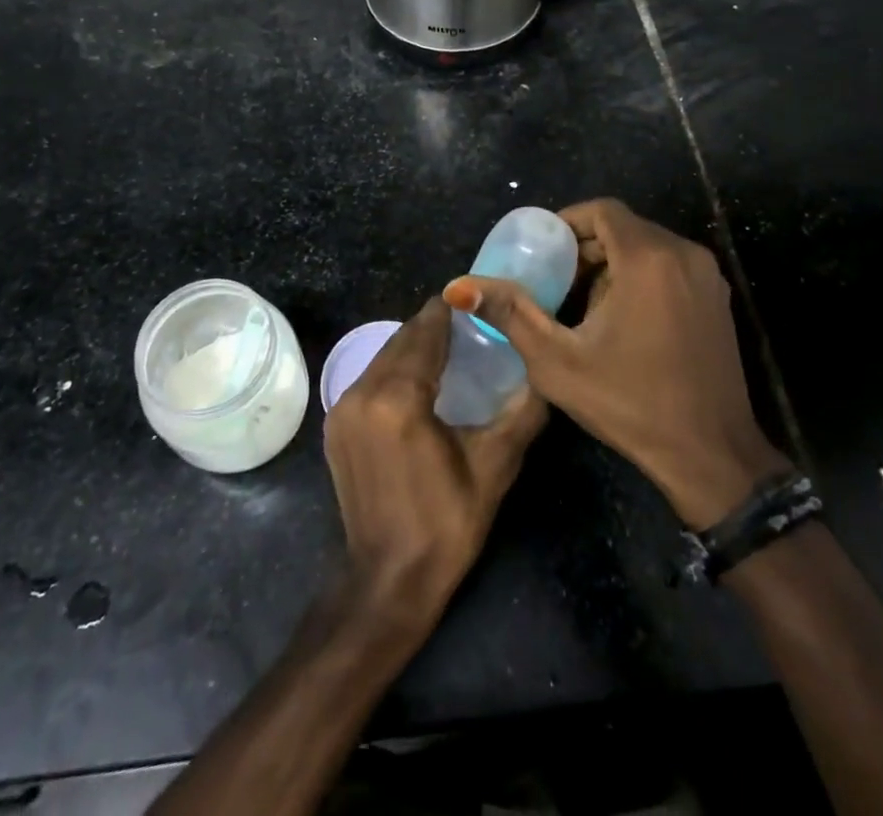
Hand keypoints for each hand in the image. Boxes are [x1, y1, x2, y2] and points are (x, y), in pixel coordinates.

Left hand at [324, 297, 546, 627]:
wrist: (387, 582)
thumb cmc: (446, 524)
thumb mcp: (494, 466)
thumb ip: (522, 411)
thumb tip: (547, 374)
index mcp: (399, 398)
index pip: (425, 332)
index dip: (449, 311)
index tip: (475, 301)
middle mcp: (362, 392)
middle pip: (401, 340)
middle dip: (432, 327)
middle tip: (469, 324)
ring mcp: (342, 409)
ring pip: (383, 357)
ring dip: (412, 348)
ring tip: (448, 349)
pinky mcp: (335, 425)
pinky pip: (368, 379)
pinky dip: (393, 370)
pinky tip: (418, 381)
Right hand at [445, 198, 788, 528]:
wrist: (711, 456)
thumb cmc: (631, 404)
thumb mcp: (558, 361)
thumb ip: (511, 314)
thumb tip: (461, 287)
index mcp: (648, 258)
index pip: (603, 210)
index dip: (568, 222)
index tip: (542, 250)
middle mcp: (683, 254)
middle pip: (624, 228)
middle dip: (586, 248)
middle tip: (554, 281)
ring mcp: (707, 276)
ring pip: (647, 247)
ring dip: (611, 264)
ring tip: (581, 305)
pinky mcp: (718, 299)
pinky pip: (669, 267)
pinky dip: (639, 277)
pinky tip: (620, 320)